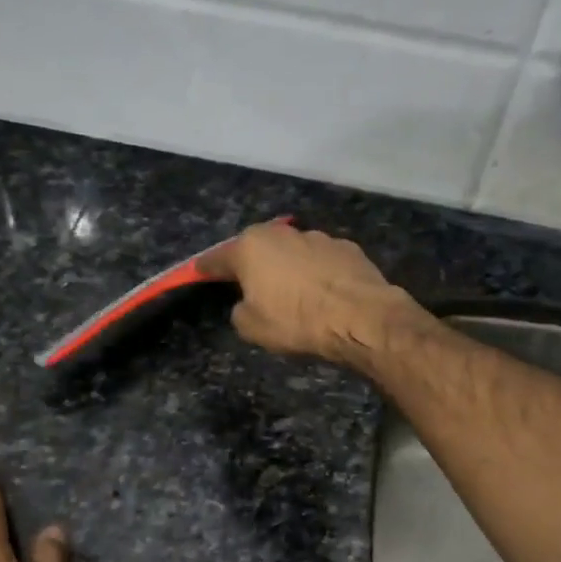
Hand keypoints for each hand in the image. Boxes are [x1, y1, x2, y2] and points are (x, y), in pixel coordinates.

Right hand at [198, 221, 410, 364]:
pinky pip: (322, 261)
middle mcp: (282, 234)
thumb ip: (241, 310)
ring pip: (292, 252)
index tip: (199, 273)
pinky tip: (324, 293)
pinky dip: (318, 273)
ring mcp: (318, 237)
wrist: (361, 316)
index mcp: (251, 248)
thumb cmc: (296, 321)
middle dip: (252, 264)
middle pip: (257, 249)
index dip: (206, 269)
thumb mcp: (252, 327)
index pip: (217, 258)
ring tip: (295, 294)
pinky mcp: (347, 248)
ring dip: (288, 268)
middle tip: (251, 286)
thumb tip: (248, 303)